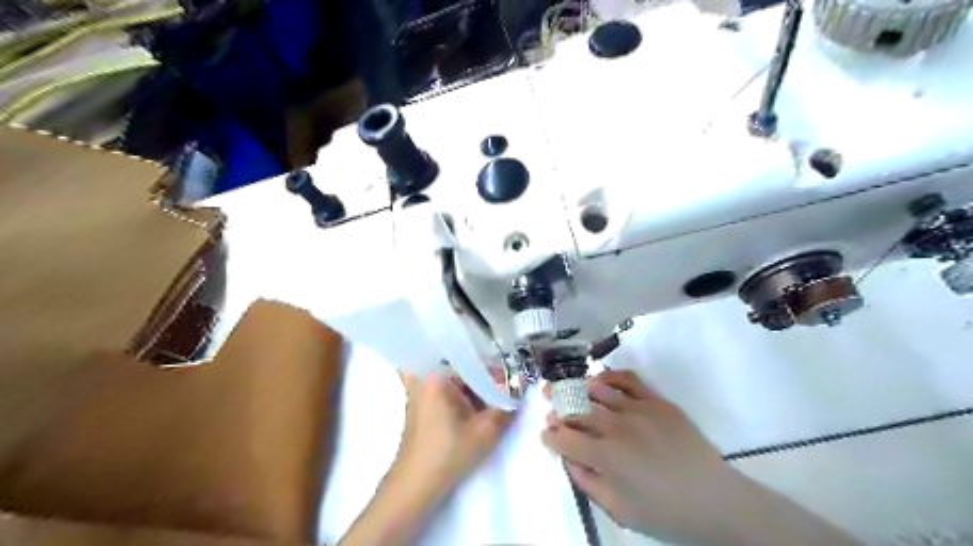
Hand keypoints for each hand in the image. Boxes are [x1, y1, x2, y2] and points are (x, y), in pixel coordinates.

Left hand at [391, 375, 516, 498]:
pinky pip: (444, 389)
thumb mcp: (486, 431)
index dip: (492, 367)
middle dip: (483, 375)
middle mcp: (423, 376)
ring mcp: (419, 390)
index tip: (508, 379)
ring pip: (452, 378)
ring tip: (491, 397)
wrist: (415, 485)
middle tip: (503, 385)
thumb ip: (506, 408)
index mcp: (435, 374)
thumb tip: (518, 391)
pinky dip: (460, 394)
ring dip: (472, 386)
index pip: (469, 357)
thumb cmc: (448, 453)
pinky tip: (475, 406)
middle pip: (459, 365)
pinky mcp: (420, 404)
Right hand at [544, 370, 860, 544]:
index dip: (551, 434)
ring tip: (567, 386)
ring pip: (598, 390)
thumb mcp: (620, 511)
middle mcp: (617, 427)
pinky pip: (629, 380)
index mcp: (606, 457)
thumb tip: (569, 459)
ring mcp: (638, 410)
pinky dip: (610, 376)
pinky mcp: (658, 401)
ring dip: (578, 388)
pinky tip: (601, 380)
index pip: (566, 438)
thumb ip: (588, 483)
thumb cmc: (665, 512)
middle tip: (546, 397)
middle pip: (577, 409)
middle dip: (557, 403)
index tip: (545, 433)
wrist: (715, 500)